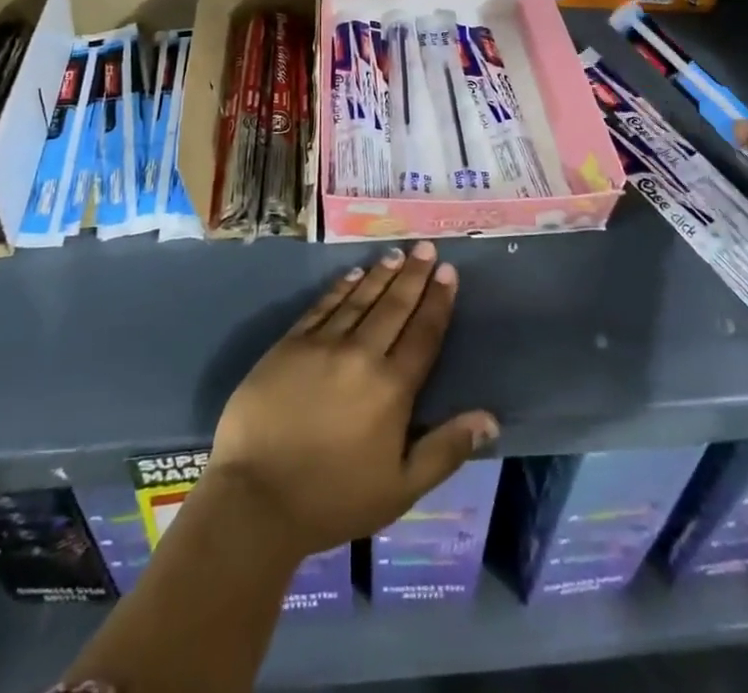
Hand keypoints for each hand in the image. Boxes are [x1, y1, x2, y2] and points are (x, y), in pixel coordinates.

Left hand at [207, 241, 498, 559]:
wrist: (256, 498)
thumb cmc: (334, 500)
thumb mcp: (401, 488)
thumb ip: (446, 449)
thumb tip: (490, 419)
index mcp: (392, 388)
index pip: (424, 334)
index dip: (438, 301)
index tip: (448, 272)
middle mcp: (361, 355)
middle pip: (394, 307)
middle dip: (414, 275)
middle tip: (426, 247)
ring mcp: (322, 345)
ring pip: (359, 299)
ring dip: (380, 274)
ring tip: (397, 254)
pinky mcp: (289, 344)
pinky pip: (322, 306)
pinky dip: (341, 288)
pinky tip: (353, 274)